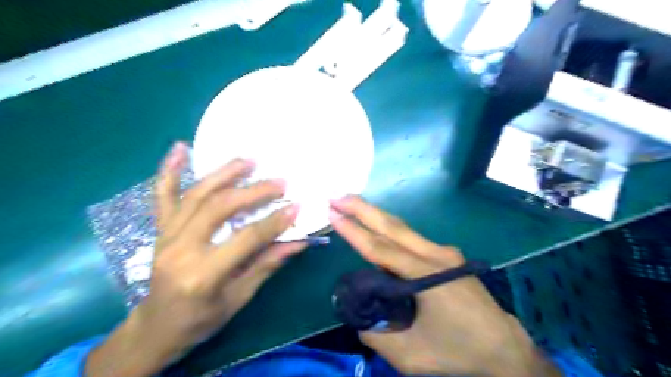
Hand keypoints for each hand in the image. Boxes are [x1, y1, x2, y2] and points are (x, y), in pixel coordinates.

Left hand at [85, 143, 304, 375]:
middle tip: (279, 182)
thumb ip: (266, 265)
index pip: (246, 239)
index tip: (296, 206)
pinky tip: (179, 148)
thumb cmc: (200, 319)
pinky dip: (168, 170)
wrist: (156, 328)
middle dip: (253, 192)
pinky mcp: (160, 229)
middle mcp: (181, 249)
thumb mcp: (239, 298)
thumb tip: (298, 242)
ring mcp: (166, 236)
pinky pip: (162, 196)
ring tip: (248, 161)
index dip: (274, 221)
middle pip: (219, 208)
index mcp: (203, 275)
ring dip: (224, 174)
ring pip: (196, 195)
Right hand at [329, 196, 562, 375]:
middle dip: (362, 209)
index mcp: (425, 275)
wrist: (505, 349)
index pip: (380, 248)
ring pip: (402, 228)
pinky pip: (412, 238)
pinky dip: (390, 229)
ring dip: (375, 215)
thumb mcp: (411, 355)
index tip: (332, 213)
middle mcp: (435, 255)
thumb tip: (358, 316)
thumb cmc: (459, 351)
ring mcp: (444, 253)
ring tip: (351, 205)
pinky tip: (378, 229)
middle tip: (337, 196)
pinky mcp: (448, 256)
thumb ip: (376, 334)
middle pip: (391, 226)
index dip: (353, 231)